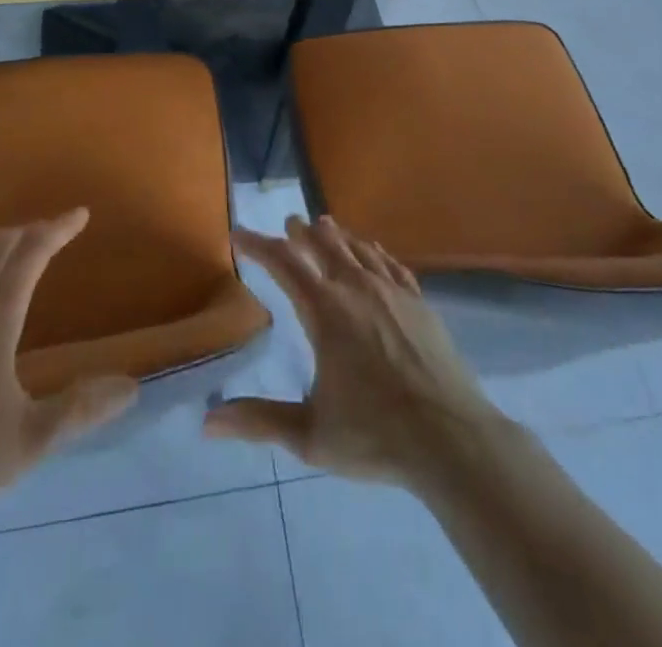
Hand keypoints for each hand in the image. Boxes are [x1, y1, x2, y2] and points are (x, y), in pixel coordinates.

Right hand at [204, 216, 502, 487]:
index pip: (283, 263)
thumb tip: (208, 422)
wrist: (452, 439)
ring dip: (336, 236)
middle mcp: (356, 288)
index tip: (238, 234)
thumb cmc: (376, 435)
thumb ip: (260, 421)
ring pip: (358, 248)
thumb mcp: (310, 434)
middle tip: (289, 223)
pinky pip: (392, 264)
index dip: (257, 245)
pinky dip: (375, 252)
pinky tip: (374, 251)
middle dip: (301, 232)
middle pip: (323, 245)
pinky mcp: (419, 303)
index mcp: (325, 311)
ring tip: (324, 225)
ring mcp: (392, 292)